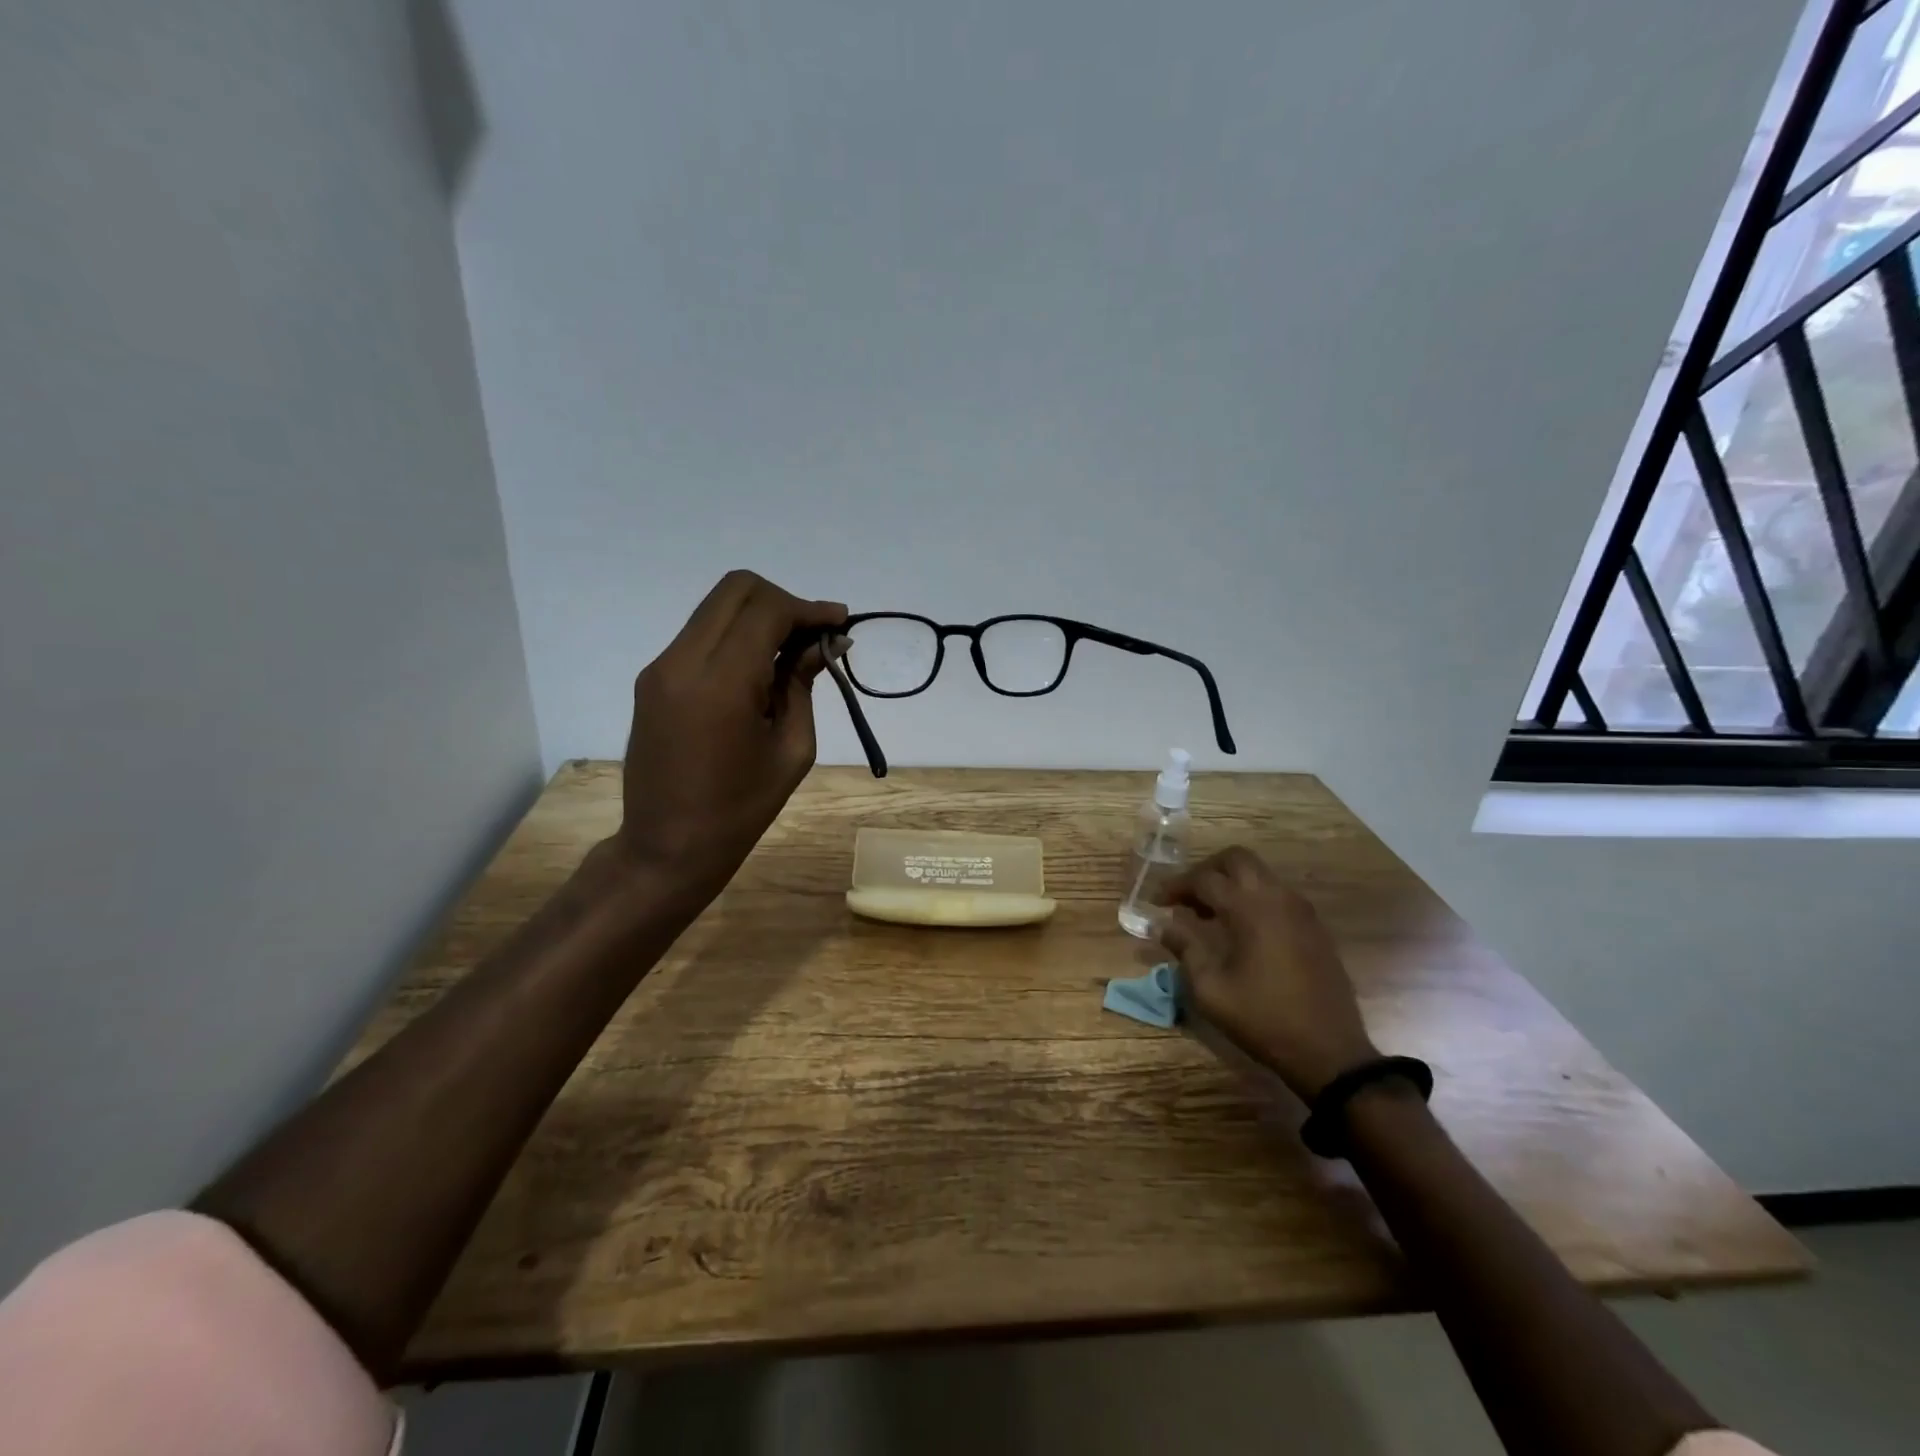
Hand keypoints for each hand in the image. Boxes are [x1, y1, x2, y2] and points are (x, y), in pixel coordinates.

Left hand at [613, 570, 845, 912]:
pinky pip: (701, 634)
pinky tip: (759, 669)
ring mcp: (661, 667)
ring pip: (716, 607)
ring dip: (759, 616)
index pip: (767, 609)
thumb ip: (803, 684)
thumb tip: (826, 642)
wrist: (666, 847)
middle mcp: (682, 661)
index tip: (840, 623)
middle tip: (813, 636)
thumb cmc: (740, 809)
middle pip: (736, 589)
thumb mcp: (791, 749)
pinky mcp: (653, 679)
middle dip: (783, 601)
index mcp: (721, 682)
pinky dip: (736, 636)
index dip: (808, 609)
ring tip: (791, 654)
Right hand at [1159, 846, 1377, 1100]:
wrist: (1330, 1052)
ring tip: (1210, 914)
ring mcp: (1301, 910)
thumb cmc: (1263, 1019)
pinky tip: (1242, 929)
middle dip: (1207, 870)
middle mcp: (1277, 898)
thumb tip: (1162, 925)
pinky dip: (1254, 897)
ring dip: (1232, 882)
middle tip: (1188, 896)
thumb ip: (1185, 949)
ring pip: (1260, 874)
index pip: (1204, 879)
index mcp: (1249, 909)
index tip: (1158, 902)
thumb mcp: (1211, 990)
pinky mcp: (1315, 927)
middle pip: (1237, 859)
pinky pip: (1278, 894)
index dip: (1176, 886)